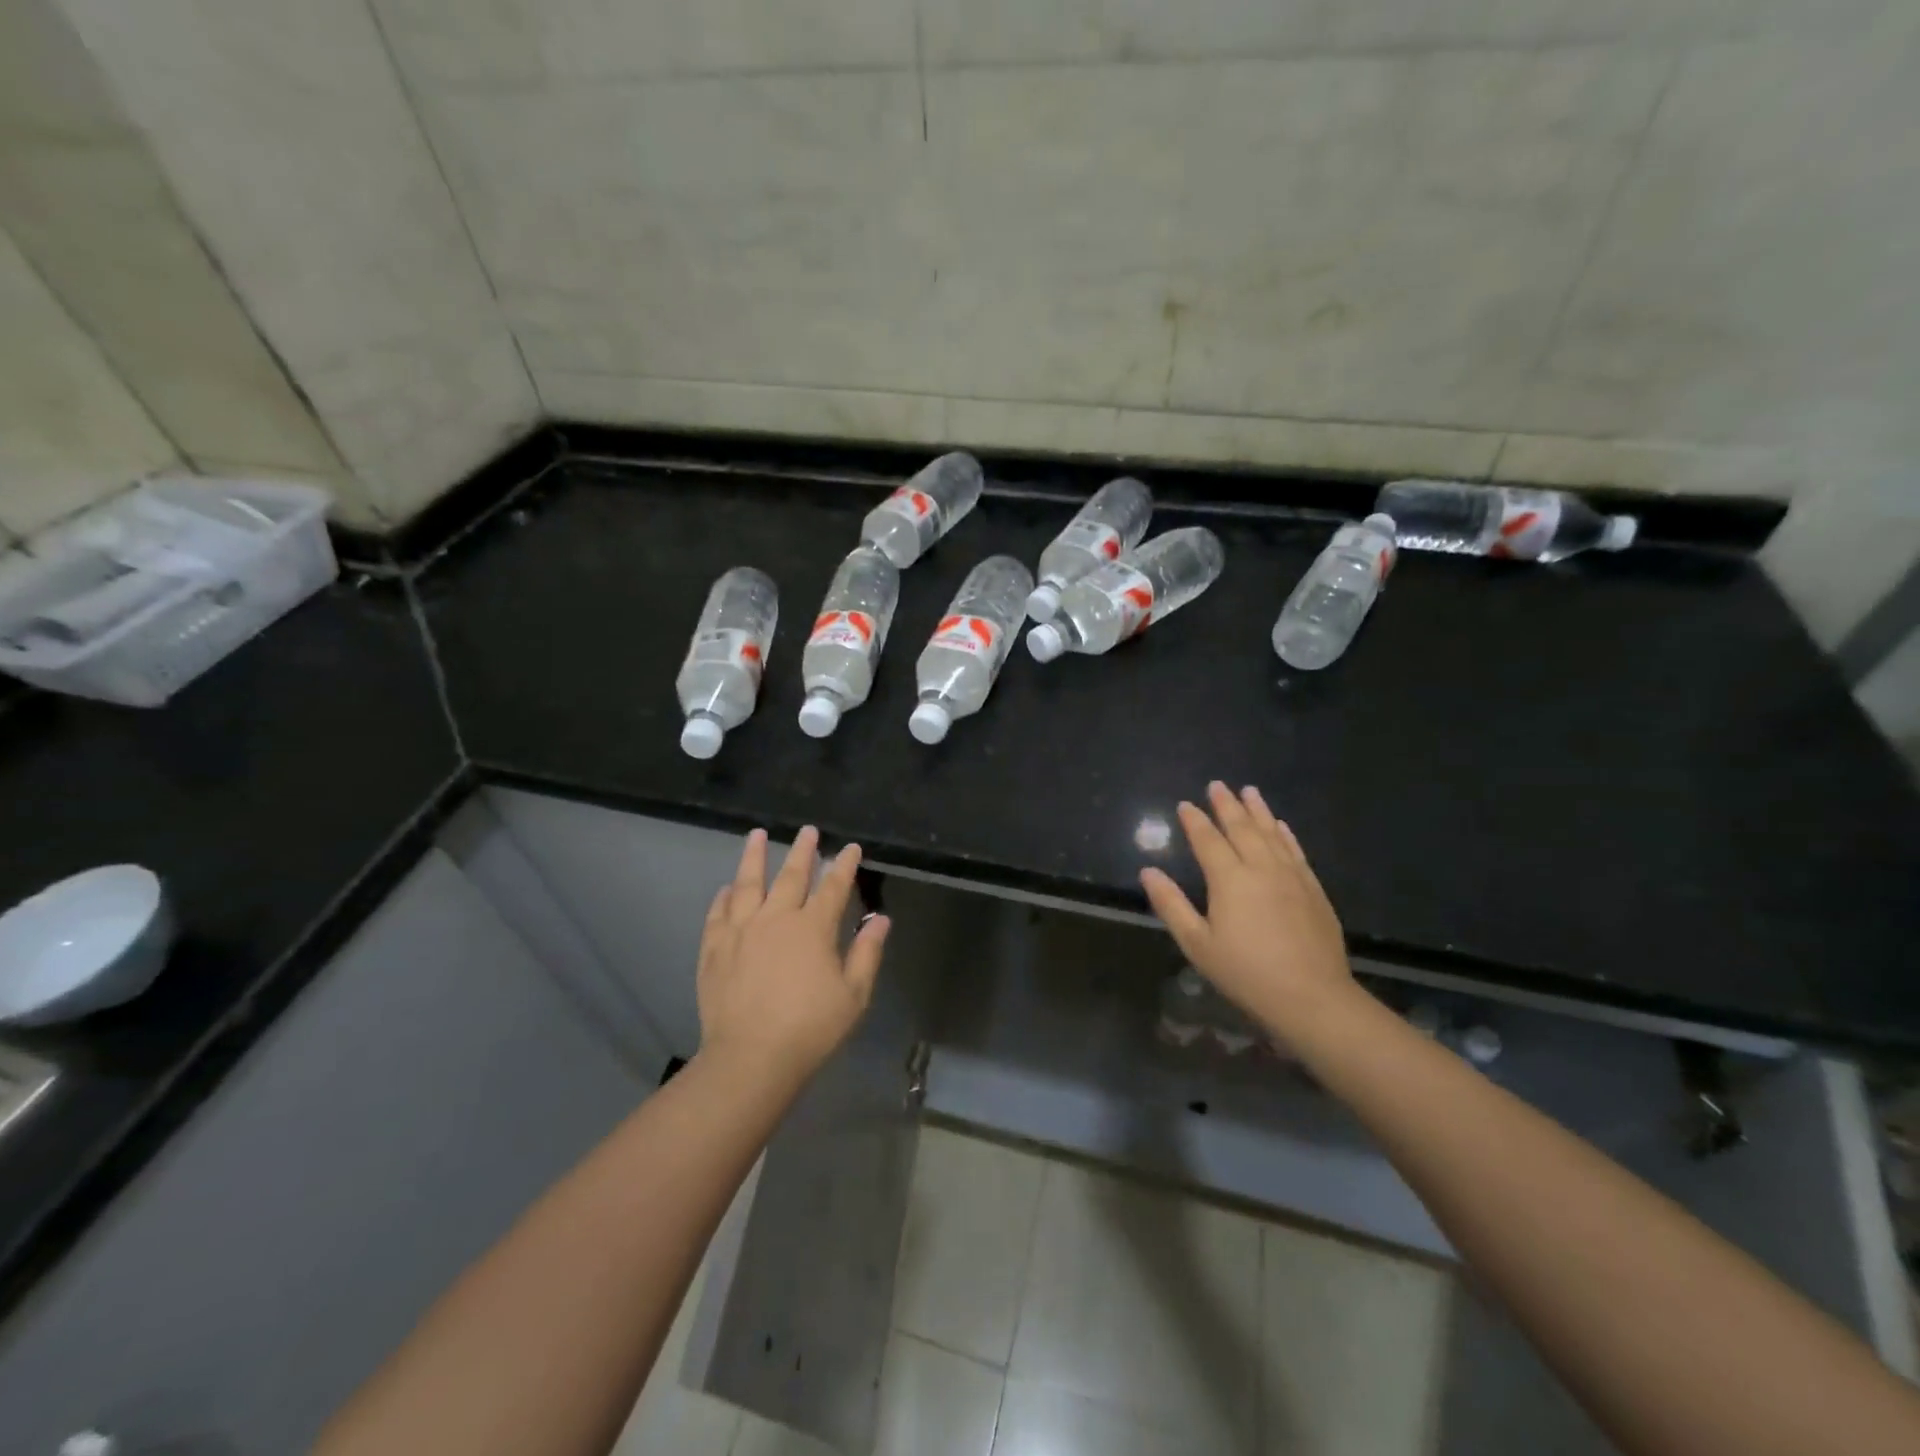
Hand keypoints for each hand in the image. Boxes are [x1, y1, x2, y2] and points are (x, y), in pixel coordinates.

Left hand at [696, 826, 889, 1085]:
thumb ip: (867, 952)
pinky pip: (718, 914)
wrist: (751, 1058)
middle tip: (807, 831)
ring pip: (748, 884)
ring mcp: (740, 931)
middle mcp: (776, 919)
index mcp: (813, 928)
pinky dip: (723, 897)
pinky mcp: (714, 949)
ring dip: (753, 857)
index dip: (843, 865)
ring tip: (756, 835)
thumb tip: (880, 919)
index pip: (833, 887)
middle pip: (791, 876)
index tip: (850, 847)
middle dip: (802, 851)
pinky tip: (727, 888)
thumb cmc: (811, 1028)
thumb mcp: (854, 995)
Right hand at [1140, 782, 1355, 1041]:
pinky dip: (1285, 833)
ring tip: (1248, 791)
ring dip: (1257, 810)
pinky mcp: (1313, 888)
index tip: (1185, 804)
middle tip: (1217, 785)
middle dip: (1226, 805)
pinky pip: (1295, 850)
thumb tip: (1148, 871)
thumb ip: (1171, 904)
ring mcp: (1291, 876)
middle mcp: (1261, 867)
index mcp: (1229, 879)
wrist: (1312, 997)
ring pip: (1271, 833)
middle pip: (1241, 828)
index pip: (1207, 840)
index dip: (1194, 821)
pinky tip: (1281, 824)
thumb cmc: (1246, 973)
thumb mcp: (1197, 944)